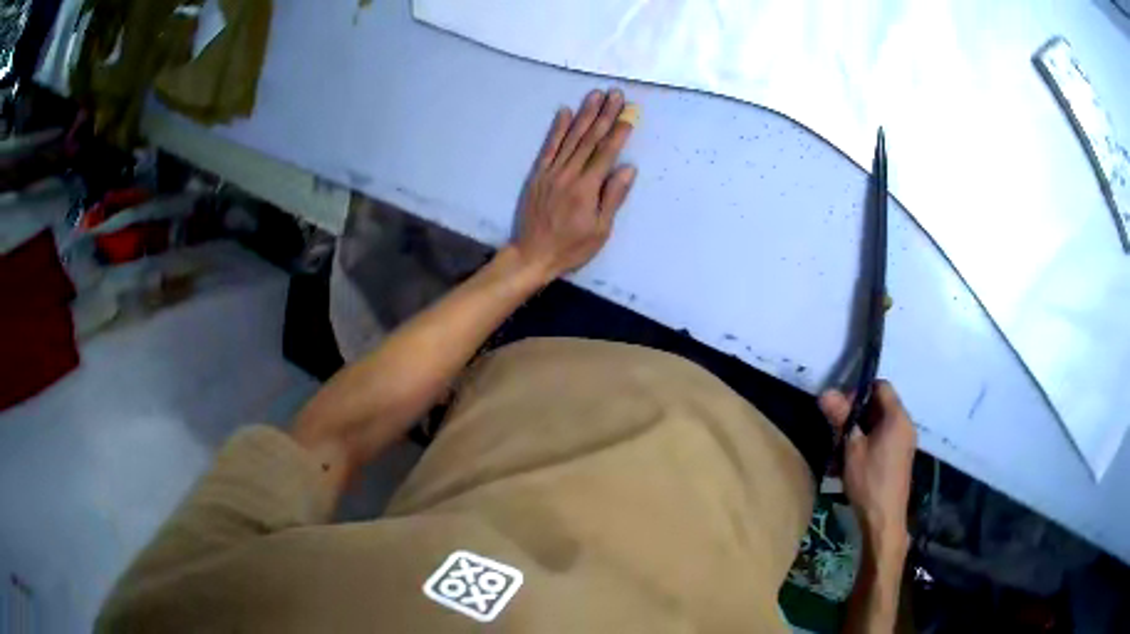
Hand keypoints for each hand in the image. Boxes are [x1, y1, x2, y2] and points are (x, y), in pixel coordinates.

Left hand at [513, 89, 637, 282]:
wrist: (532, 255)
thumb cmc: (571, 247)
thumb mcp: (600, 230)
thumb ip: (613, 197)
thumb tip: (628, 168)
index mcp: (586, 188)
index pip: (606, 153)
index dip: (618, 132)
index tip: (629, 114)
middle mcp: (568, 174)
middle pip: (589, 139)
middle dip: (604, 114)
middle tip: (615, 94)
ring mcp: (551, 172)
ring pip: (570, 137)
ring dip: (584, 114)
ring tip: (595, 95)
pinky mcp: (538, 174)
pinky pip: (548, 147)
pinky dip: (557, 129)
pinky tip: (564, 111)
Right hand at [819, 380, 915, 547]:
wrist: (884, 519)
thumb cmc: (869, 481)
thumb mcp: (850, 448)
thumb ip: (841, 418)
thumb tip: (826, 392)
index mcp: (897, 417)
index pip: (880, 386)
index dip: (859, 392)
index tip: (842, 411)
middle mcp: (905, 424)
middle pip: (879, 405)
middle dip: (856, 415)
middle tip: (837, 433)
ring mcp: (904, 442)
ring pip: (879, 424)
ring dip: (859, 432)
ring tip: (840, 452)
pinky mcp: (900, 457)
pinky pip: (883, 439)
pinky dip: (867, 444)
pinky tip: (850, 465)